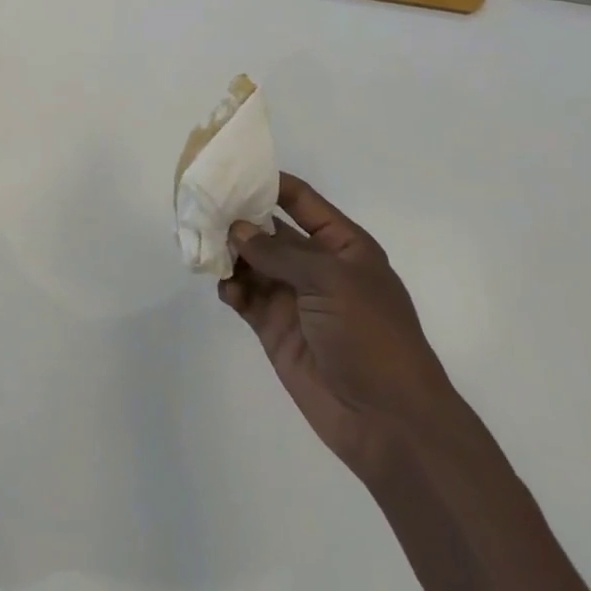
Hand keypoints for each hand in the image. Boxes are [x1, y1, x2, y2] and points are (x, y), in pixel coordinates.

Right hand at [221, 173, 459, 480]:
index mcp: (342, 245)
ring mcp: (293, 297)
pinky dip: (231, 288)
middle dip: (238, 218)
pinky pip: (245, 296)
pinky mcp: (274, 328)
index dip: (270, 182)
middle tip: (202, 206)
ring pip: (252, 262)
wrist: (388, 421)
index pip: (301, 200)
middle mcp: (315, 265)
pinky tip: (226, 289)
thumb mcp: (332, 281)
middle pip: (269, 229)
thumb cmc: (371, 336)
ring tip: (205, 245)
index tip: (232, 169)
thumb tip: (237, 230)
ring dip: (230, 253)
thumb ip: (280, 252)